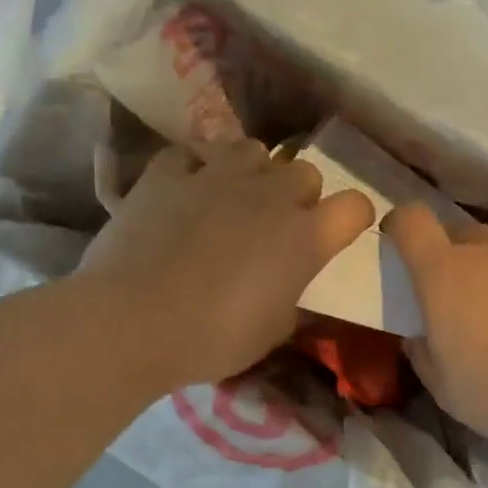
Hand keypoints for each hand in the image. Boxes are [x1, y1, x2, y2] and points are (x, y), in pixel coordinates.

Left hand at [78, 139, 373, 388]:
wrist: (131, 322)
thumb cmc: (212, 338)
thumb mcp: (272, 332)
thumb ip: (294, 300)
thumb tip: (295, 291)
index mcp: (304, 236)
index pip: (355, 206)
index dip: (352, 219)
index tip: (338, 234)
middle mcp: (269, 194)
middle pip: (305, 171)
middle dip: (300, 195)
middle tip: (279, 226)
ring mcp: (216, 175)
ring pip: (253, 149)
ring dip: (253, 172)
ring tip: (234, 198)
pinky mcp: (168, 172)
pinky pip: (193, 153)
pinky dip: (196, 168)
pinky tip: (186, 191)